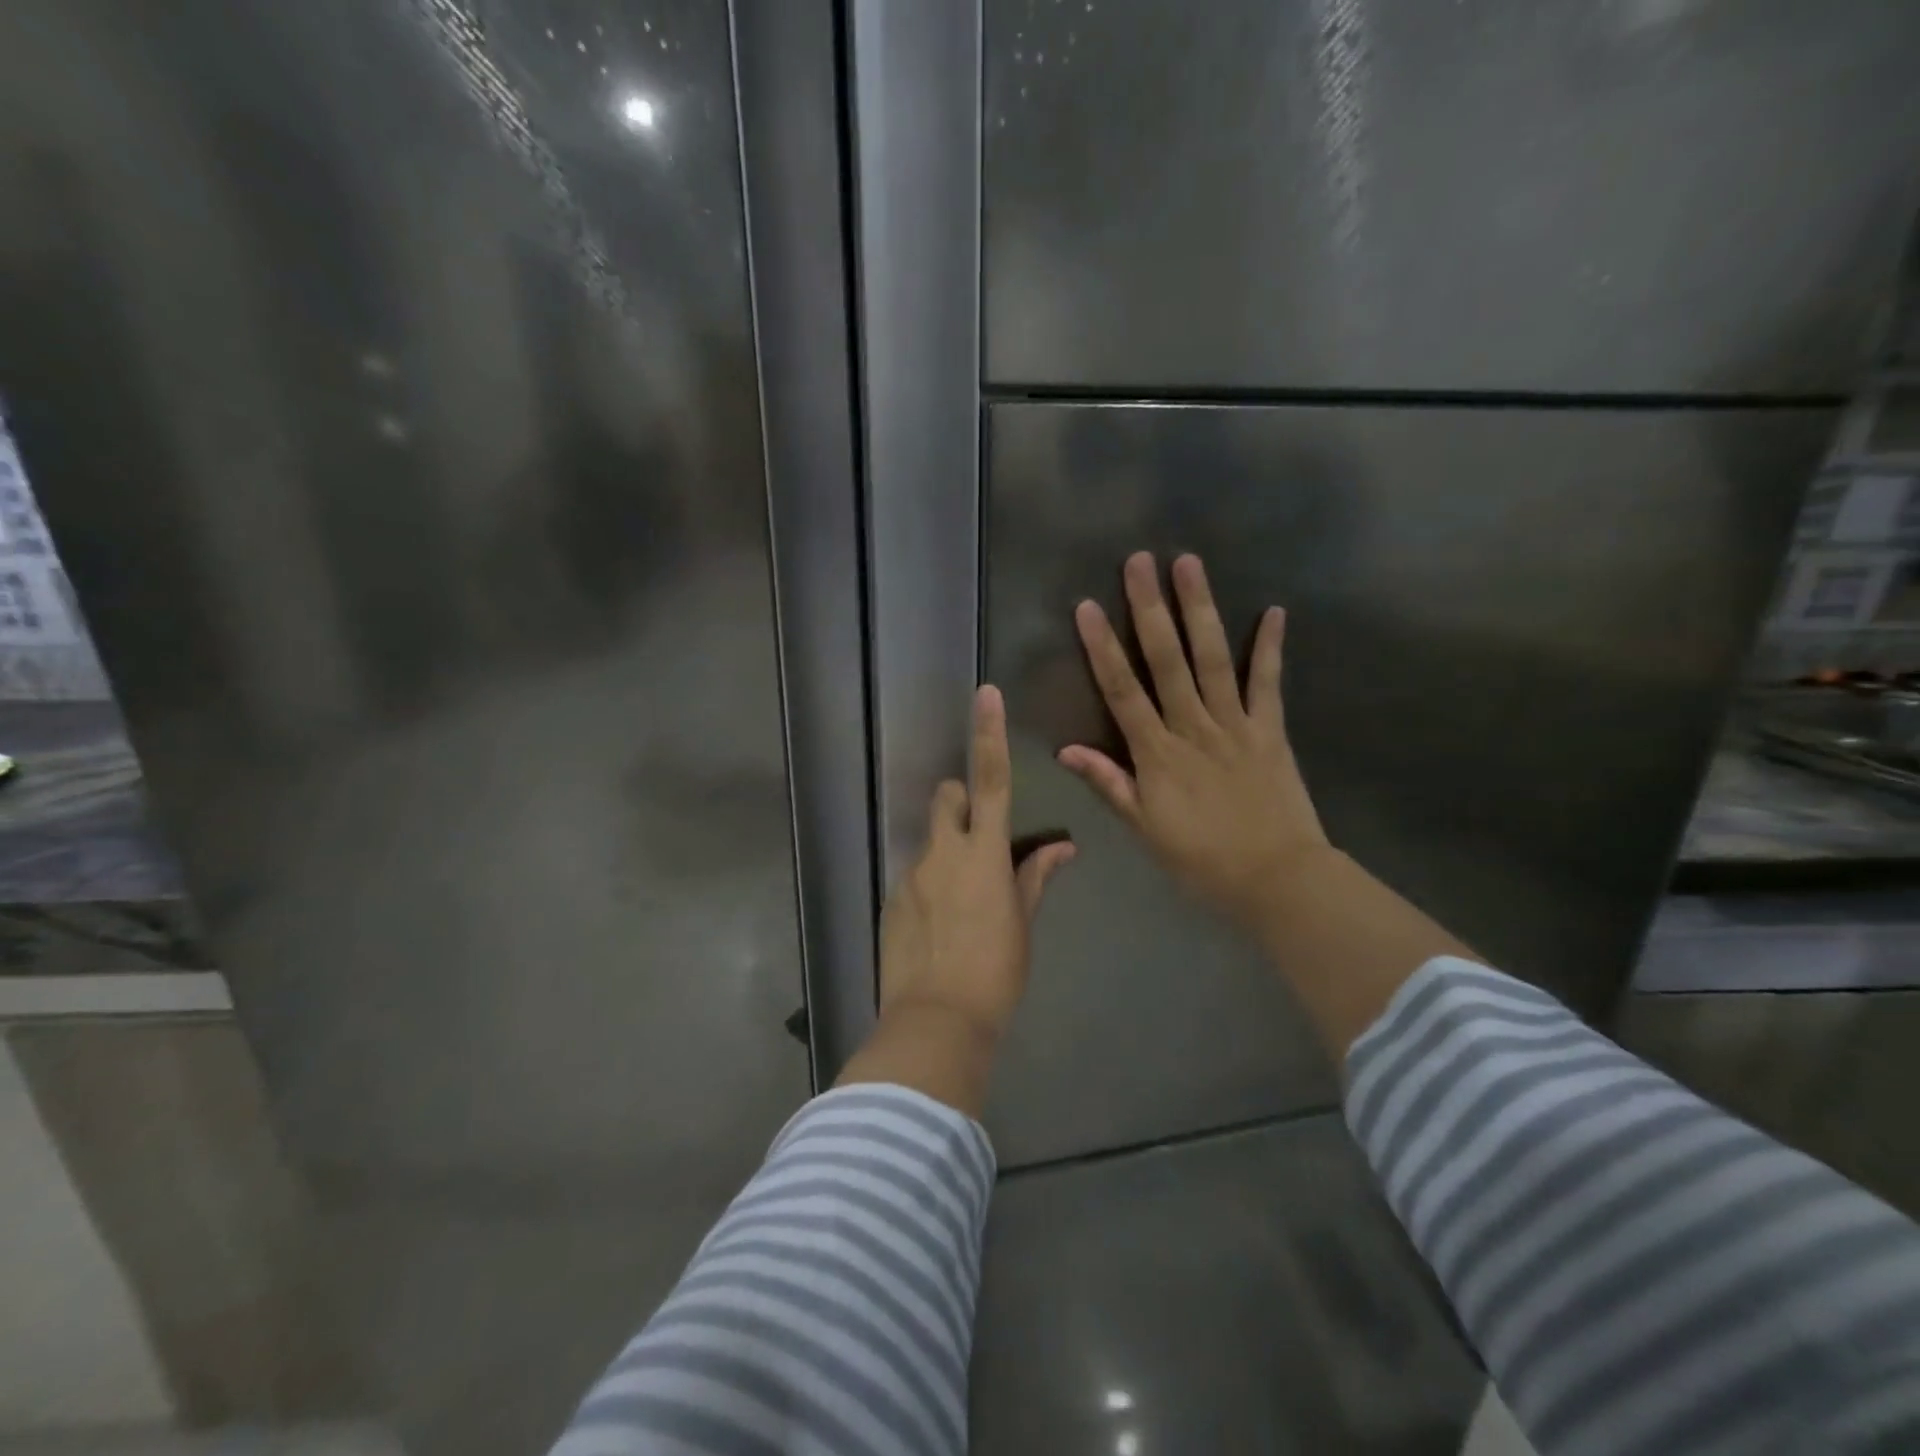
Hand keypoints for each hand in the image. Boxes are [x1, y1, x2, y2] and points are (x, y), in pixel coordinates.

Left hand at [880, 684, 1075, 1041]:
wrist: (936, 1022)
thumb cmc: (995, 972)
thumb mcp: (1023, 924)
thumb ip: (1035, 877)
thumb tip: (1062, 847)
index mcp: (982, 853)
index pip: (990, 779)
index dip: (989, 733)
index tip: (985, 694)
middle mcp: (941, 852)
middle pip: (948, 797)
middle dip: (962, 802)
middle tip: (981, 840)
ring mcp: (911, 875)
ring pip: (930, 840)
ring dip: (947, 851)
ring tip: (962, 903)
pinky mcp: (892, 899)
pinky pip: (915, 875)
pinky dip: (930, 884)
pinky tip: (940, 927)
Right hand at [1059, 552, 1329, 931]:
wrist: (1276, 879)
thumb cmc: (1201, 859)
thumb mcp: (1144, 829)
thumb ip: (1109, 783)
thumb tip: (1066, 749)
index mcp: (1157, 753)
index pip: (1122, 691)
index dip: (1103, 647)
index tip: (1088, 606)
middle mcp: (1193, 727)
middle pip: (1167, 660)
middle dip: (1150, 609)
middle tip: (1140, 561)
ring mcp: (1236, 724)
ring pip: (1213, 658)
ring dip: (1200, 610)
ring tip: (1190, 564)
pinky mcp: (1271, 730)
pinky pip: (1270, 683)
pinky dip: (1272, 647)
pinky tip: (1274, 610)